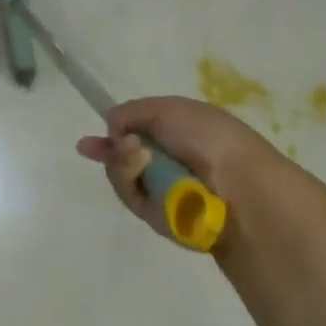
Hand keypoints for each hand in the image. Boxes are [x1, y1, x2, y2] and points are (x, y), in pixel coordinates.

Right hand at [77, 96, 285, 242]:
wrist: (237, 186)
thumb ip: (130, 112)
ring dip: (121, 162)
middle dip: (109, 151)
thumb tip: (112, 130)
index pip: (137, 133)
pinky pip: (131, 196)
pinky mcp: (159, 217)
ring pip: (123, 177)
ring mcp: (164, 191)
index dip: (112, 135)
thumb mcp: (166, 108)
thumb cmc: (207, 137)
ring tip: (137, 155)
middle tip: (94, 147)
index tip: (87, 142)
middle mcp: (170, 162)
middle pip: (123, 157)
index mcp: (179, 132)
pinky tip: (142, 170)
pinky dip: (131, 182)